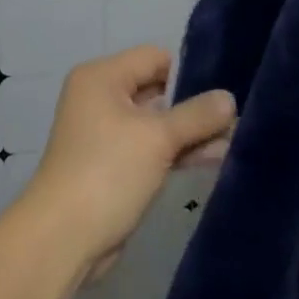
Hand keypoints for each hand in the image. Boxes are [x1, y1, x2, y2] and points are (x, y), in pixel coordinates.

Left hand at [19, 45, 235, 281]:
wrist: (62, 239)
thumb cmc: (107, 172)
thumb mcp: (157, 138)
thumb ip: (197, 115)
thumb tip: (229, 98)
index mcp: (102, 77)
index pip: (154, 58)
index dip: (188, 72)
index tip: (223, 90)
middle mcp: (101, 98)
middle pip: (157, 89)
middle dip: (195, 105)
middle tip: (236, 118)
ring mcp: (106, 133)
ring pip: (157, 123)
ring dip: (190, 133)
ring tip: (234, 140)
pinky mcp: (113, 165)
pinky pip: (151, 148)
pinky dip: (177, 152)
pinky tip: (214, 158)